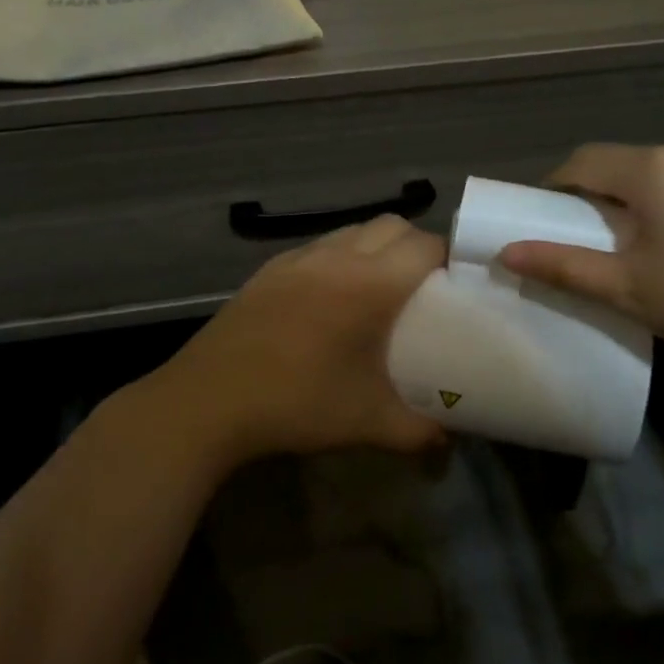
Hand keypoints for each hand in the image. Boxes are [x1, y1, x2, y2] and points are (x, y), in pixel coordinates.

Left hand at [121, 214, 446, 472]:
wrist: (207, 402)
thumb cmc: (296, 405)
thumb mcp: (367, 423)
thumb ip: (420, 431)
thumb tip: (450, 439)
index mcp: (369, 285)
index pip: (424, 245)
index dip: (448, 258)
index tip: (456, 286)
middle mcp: (336, 257)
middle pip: (391, 225)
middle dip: (415, 246)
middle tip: (422, 286)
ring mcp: (297, 259)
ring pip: (353, 229)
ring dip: (376, 247)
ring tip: (378, 288)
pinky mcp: (268, 269)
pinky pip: (318, 246)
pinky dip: (339, 256)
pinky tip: (330, 297)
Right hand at [498, 138, 663, 389]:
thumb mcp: (630, 291)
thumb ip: (563, 266)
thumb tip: (506, 253)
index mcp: (655, 169)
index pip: (585, 161)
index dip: (559, 186)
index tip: (553, 217)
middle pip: (632, 164)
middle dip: (612, 196)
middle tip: (614, 244)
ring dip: (659, 195)